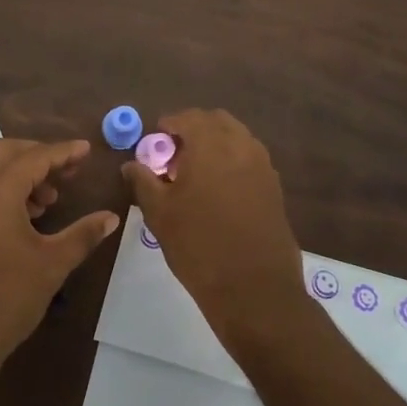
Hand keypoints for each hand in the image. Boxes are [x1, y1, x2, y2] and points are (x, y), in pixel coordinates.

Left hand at [0, 138, 118, 385]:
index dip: (64, 152)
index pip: (35, 157)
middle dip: (39, 156)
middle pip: (7, 152)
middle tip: (69, 172)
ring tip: (50, 199)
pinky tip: (26, 217)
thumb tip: (110, 217)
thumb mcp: (51, 264)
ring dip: (20, 173)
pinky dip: (3, 189)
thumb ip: (82, 235)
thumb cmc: (5, 298)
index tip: (87, 150)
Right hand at [121, 109, 307, 348]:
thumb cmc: (198, 245)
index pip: (187, 118)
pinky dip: (232, 162)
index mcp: (210, 145)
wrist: (253, 287)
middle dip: (193, 130)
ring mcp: (263, 166)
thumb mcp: (159, 213)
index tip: (153, 145)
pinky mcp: (274, 187)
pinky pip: (250, 159)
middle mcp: (241, 146)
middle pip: (216, 121)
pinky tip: (217, 192)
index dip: (167, 126)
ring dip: (215, 144)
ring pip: (237, 138)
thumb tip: (132, 164)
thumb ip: (143, 181)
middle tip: (173, 157)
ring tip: (195, 175)